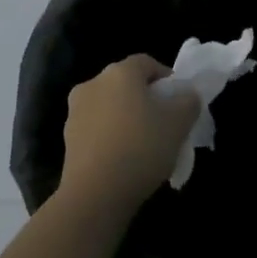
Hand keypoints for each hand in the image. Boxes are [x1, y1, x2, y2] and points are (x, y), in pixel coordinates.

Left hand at [59, 55, 199, 216]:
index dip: (166, 78)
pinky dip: (111, 136)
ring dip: (126, 117)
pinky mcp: (67, 139)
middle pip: (126, 84)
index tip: (178, 101)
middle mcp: (93, 84)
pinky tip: (124, 159)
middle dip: (145, 98)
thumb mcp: (179, 123)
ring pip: (110, 106)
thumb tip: (186, 95)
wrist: (95, 195)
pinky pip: (97, 128)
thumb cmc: (141, 147)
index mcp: (120, 72)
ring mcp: (75, 111)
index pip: (147, 63)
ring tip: (143, 144)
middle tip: (163, 122)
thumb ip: (188, 102)